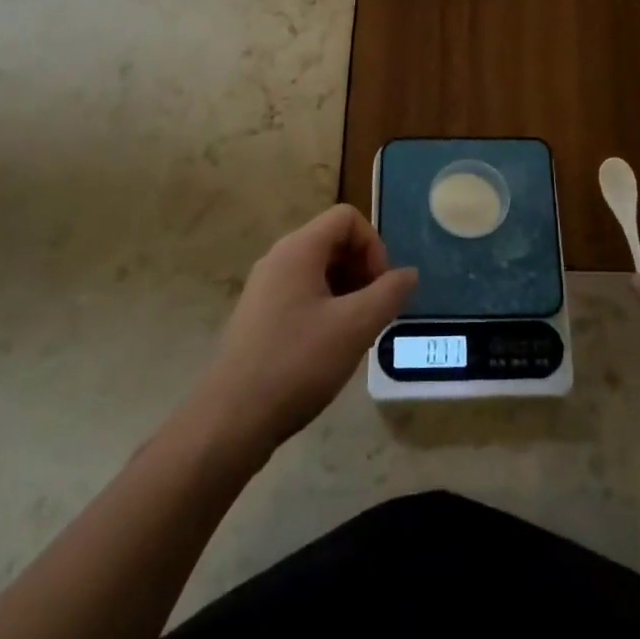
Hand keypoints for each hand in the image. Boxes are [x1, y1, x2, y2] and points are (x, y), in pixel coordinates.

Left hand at [194, 205, 416, 459]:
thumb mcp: (355, 327)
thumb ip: (389, 294)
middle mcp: (278, 258)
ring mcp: (264, 288)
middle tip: (374, 312)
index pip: (347, 218)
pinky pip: (302, 294)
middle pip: (333, 241)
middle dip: (362, 270)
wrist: (231, 420)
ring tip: (356, 333)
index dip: (373, 245)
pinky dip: (326, 308)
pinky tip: (330, 348)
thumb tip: (408, 273)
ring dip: (347, 291)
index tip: (381, 288)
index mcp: (298, 249)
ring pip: (318, 270)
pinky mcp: (259, 316)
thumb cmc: (297, 363)